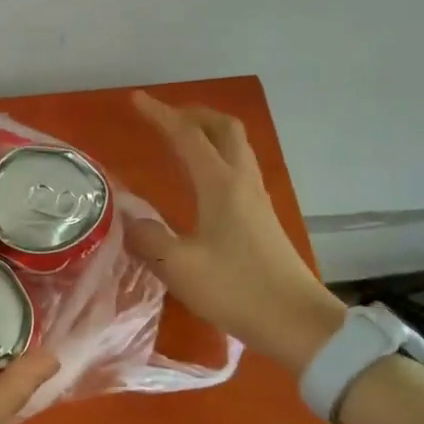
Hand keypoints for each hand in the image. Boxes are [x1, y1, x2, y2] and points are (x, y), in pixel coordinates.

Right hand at [128, 91, 345, 374]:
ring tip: (180, 139)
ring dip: (208, 132)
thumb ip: (147, 238)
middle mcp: (242, 183)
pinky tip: (200, 179)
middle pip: (225, 128)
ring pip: (235, 147)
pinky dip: (216, 156)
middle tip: (165, 117)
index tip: (136, 100)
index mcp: (221, 186)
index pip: (188, 137)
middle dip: (194, 114)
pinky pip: (238, 168)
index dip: (160, 115)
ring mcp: (257, 199)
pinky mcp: (262, 218)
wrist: (297, 323)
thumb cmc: (237, 290)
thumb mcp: (179, 267)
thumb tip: (127, 217)